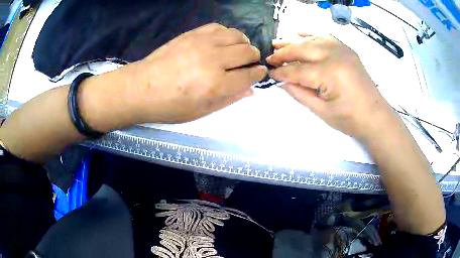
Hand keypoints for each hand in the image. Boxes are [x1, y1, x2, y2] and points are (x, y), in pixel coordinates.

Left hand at [128, 23, 266, 122]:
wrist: (141, 88)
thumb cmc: (170, 106)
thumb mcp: (201, 111)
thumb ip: (229, 99)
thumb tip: (251, 90)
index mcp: (216, 85)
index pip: (249, 75)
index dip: (258, 74)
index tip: (259, 72)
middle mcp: (213, 60)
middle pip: (247, 52)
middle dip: (253, 58)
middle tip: (248, 63)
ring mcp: (202, 43)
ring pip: (237, 36)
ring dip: (242, 43)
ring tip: (237, 50)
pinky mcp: (192, 34)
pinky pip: (219, 27)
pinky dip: (227, 34)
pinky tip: (222, 41)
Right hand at [267, 34, 393, 138]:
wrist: (375, 116)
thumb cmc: (350, 119)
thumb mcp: (322, 112)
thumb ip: (301, 94)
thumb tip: (284, 82)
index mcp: (329, 73)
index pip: (298, 70)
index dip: (282, 72)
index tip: (269, 73)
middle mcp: (335, 56)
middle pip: (302, 49)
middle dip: (284, 53)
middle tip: (270, 58)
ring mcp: (342, 50)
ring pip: (312, 40)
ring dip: (294, 42)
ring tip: (278, 44)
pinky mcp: (347, 50)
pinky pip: (326, 37)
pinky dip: (312, 34)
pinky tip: (300, 33)